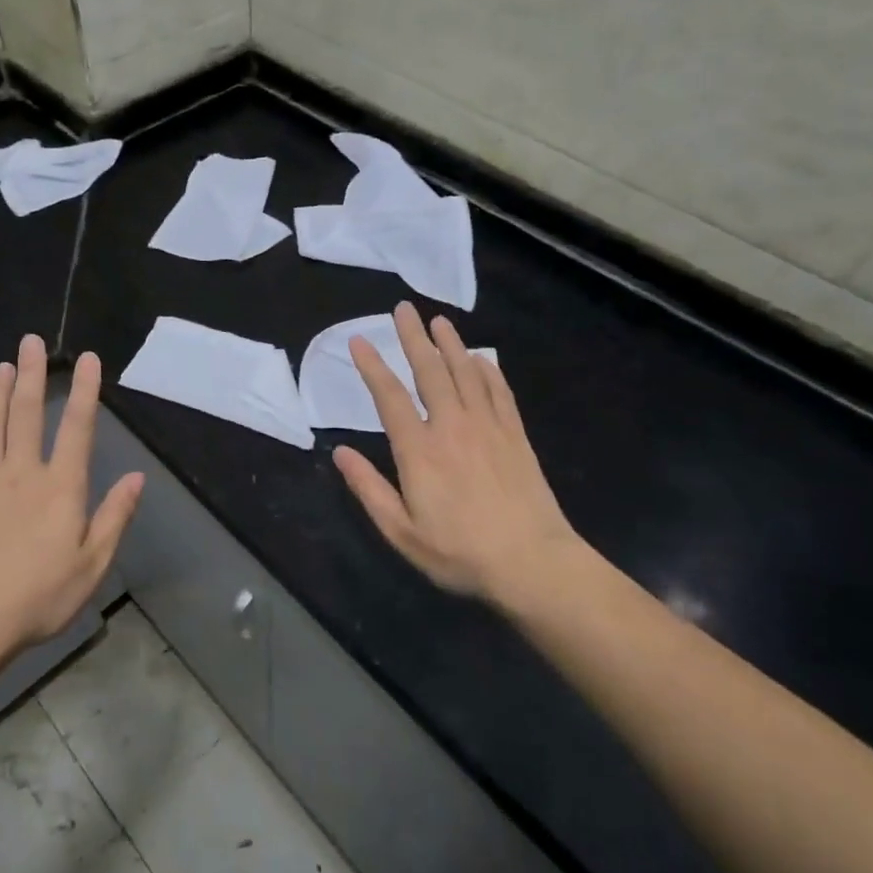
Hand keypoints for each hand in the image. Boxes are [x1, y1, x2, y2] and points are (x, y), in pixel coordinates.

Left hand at [0, 335, 143, 654]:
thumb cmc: (40, 595)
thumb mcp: (92, 563)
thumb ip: (114, 516)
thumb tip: (137, 477)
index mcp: (61, 486)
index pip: (78, 427)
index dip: (86, 390)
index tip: (88, 358)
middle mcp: (22, 473)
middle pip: (28, 414)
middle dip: (32, 374)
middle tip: (29, 341)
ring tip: (1, 367)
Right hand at [333, 302, 586, 608]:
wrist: (532, 563)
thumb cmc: (460, 552)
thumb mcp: (402, 532)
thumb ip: (369, 489)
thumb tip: (340, 453)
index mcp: (419, 450)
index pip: (389, 397)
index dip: (372, 366)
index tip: (359, 340)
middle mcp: (452, 427)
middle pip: (430, 372)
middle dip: (413, 338)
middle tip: (403, 309)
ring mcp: (488, 428)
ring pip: (466, 374)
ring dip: (451, 344)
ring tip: (439, 321)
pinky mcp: (515, 436)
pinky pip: (500, 392)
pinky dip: (488, 371)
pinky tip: (482, 359)